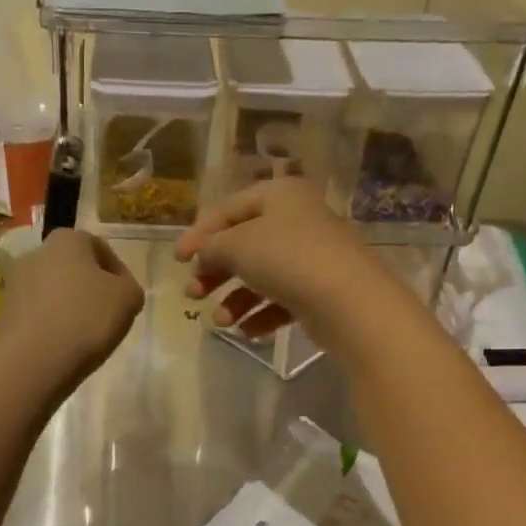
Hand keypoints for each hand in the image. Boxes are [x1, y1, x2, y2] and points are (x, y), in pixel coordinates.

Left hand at [0, 229, 144, 393]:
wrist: (32, 361)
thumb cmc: (86, 320)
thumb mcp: (128, 299)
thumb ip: (129, 288)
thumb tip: (119, 291)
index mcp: (67, 240)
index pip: (99, 248)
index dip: (118, 273)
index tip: (126, 299)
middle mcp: (35, 253)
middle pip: (72, 268)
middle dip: (89, 289)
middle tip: (106, 316)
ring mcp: (14, 284)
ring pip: (52, 292)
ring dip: (68, 307)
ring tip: (84, 335)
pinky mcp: (3, 314)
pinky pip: (36, 315)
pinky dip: (50, 325)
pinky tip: (61, 346)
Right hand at [175, 179, 392, 344]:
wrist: (348, 301)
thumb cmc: (287, 259)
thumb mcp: (237, 245)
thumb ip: (212, 246)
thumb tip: (204, 253)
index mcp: (279, 195)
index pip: (228, 209)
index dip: (199, 234)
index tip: (177, 261)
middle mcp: (297, 219)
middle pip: (243, 243)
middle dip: (215, 271)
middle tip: (193, 293)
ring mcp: (311, 256)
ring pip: (261, 275)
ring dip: (234, 299)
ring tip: (220, 321)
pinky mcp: (320, 289)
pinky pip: (281, 299)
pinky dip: (261, 314)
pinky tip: (247, 331)